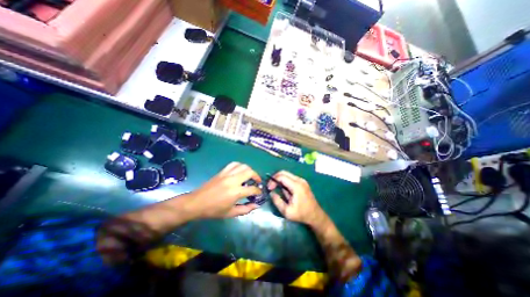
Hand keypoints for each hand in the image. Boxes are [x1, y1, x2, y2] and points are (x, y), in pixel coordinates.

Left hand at [184, 162, 260, 217]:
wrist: (196, 203)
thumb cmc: (213, 210)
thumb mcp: (230, 213)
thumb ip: (245, 209)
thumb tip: (256, 205)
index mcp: (235, 192)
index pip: (252, 189)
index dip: (258, 191)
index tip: (259, 193)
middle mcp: (233, 180)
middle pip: (250, 172)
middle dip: (257, 176)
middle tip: (257, 182)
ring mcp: (227, 174)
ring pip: (243, 166)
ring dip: (249, 170)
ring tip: (250, 176)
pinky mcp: (222, 172)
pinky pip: (234, 164)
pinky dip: (240, 166)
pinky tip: (240, 171)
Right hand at [270, 170, 327, 226]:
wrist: (315, 215)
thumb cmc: (301, 214)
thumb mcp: (287, 212)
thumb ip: (277, 201)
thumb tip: (271, 193)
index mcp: (297, 186)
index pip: (281, 177)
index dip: (273, 181)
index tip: (269, 188)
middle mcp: (300, 180)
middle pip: (284, 172)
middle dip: (275, 178)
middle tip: (271, 186)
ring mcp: (302, 180)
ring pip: (287, 174)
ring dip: (280, 180)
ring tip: (277, 189)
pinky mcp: (302, 182)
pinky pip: (291, 178)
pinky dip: (284, 181)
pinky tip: (284, 190)